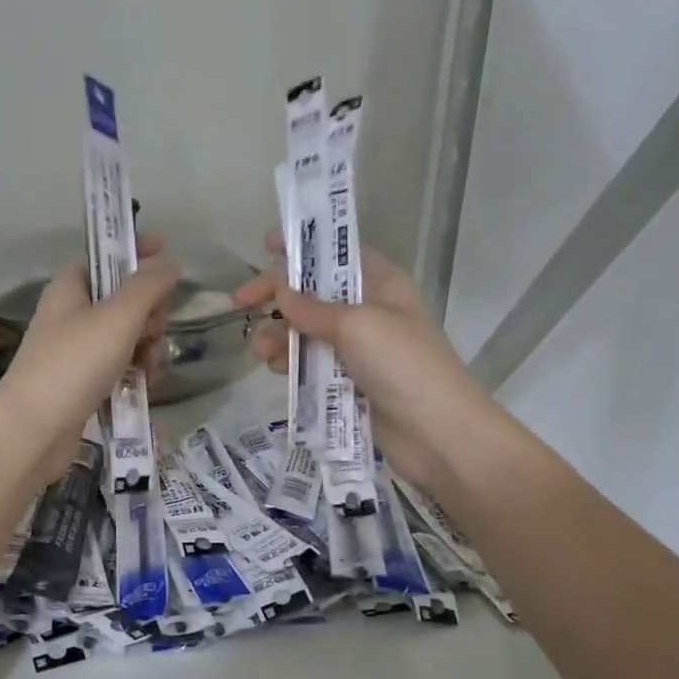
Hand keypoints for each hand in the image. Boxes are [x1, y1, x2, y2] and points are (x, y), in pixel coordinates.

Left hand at [0, 236, 181, 482]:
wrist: (34, 430)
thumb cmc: (74, 364)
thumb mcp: (118, 317)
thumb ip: (148, 285)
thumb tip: (170, 261)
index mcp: (71, 287)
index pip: (108, 257)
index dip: (138, 254)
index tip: (169, 259)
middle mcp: (72, 314)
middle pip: (126, 299)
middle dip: (150, 315)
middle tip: (151, 332)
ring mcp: (78, 350)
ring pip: (129, 336)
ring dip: (148, 348)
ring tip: (147, 368)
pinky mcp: (85, 382)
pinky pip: (121, 366)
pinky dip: (136, 372)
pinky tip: (143, 386)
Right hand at [232, 235, 501, 492]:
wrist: (437, 434)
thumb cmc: (403, 364)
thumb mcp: (357, 325)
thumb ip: (312, 308)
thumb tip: (279, 291)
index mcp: (382, 285)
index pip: (338, 255)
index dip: (304, 247)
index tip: (266, 244)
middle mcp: (371, 312)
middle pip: (316, 295)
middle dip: (280, 299)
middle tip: (241, 304)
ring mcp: (361, 350)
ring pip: (310, 333)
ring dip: (281, 336)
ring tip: (259, 350)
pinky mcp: (352, 383)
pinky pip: (314, 365)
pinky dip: (294, 363)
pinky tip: (276, 369)